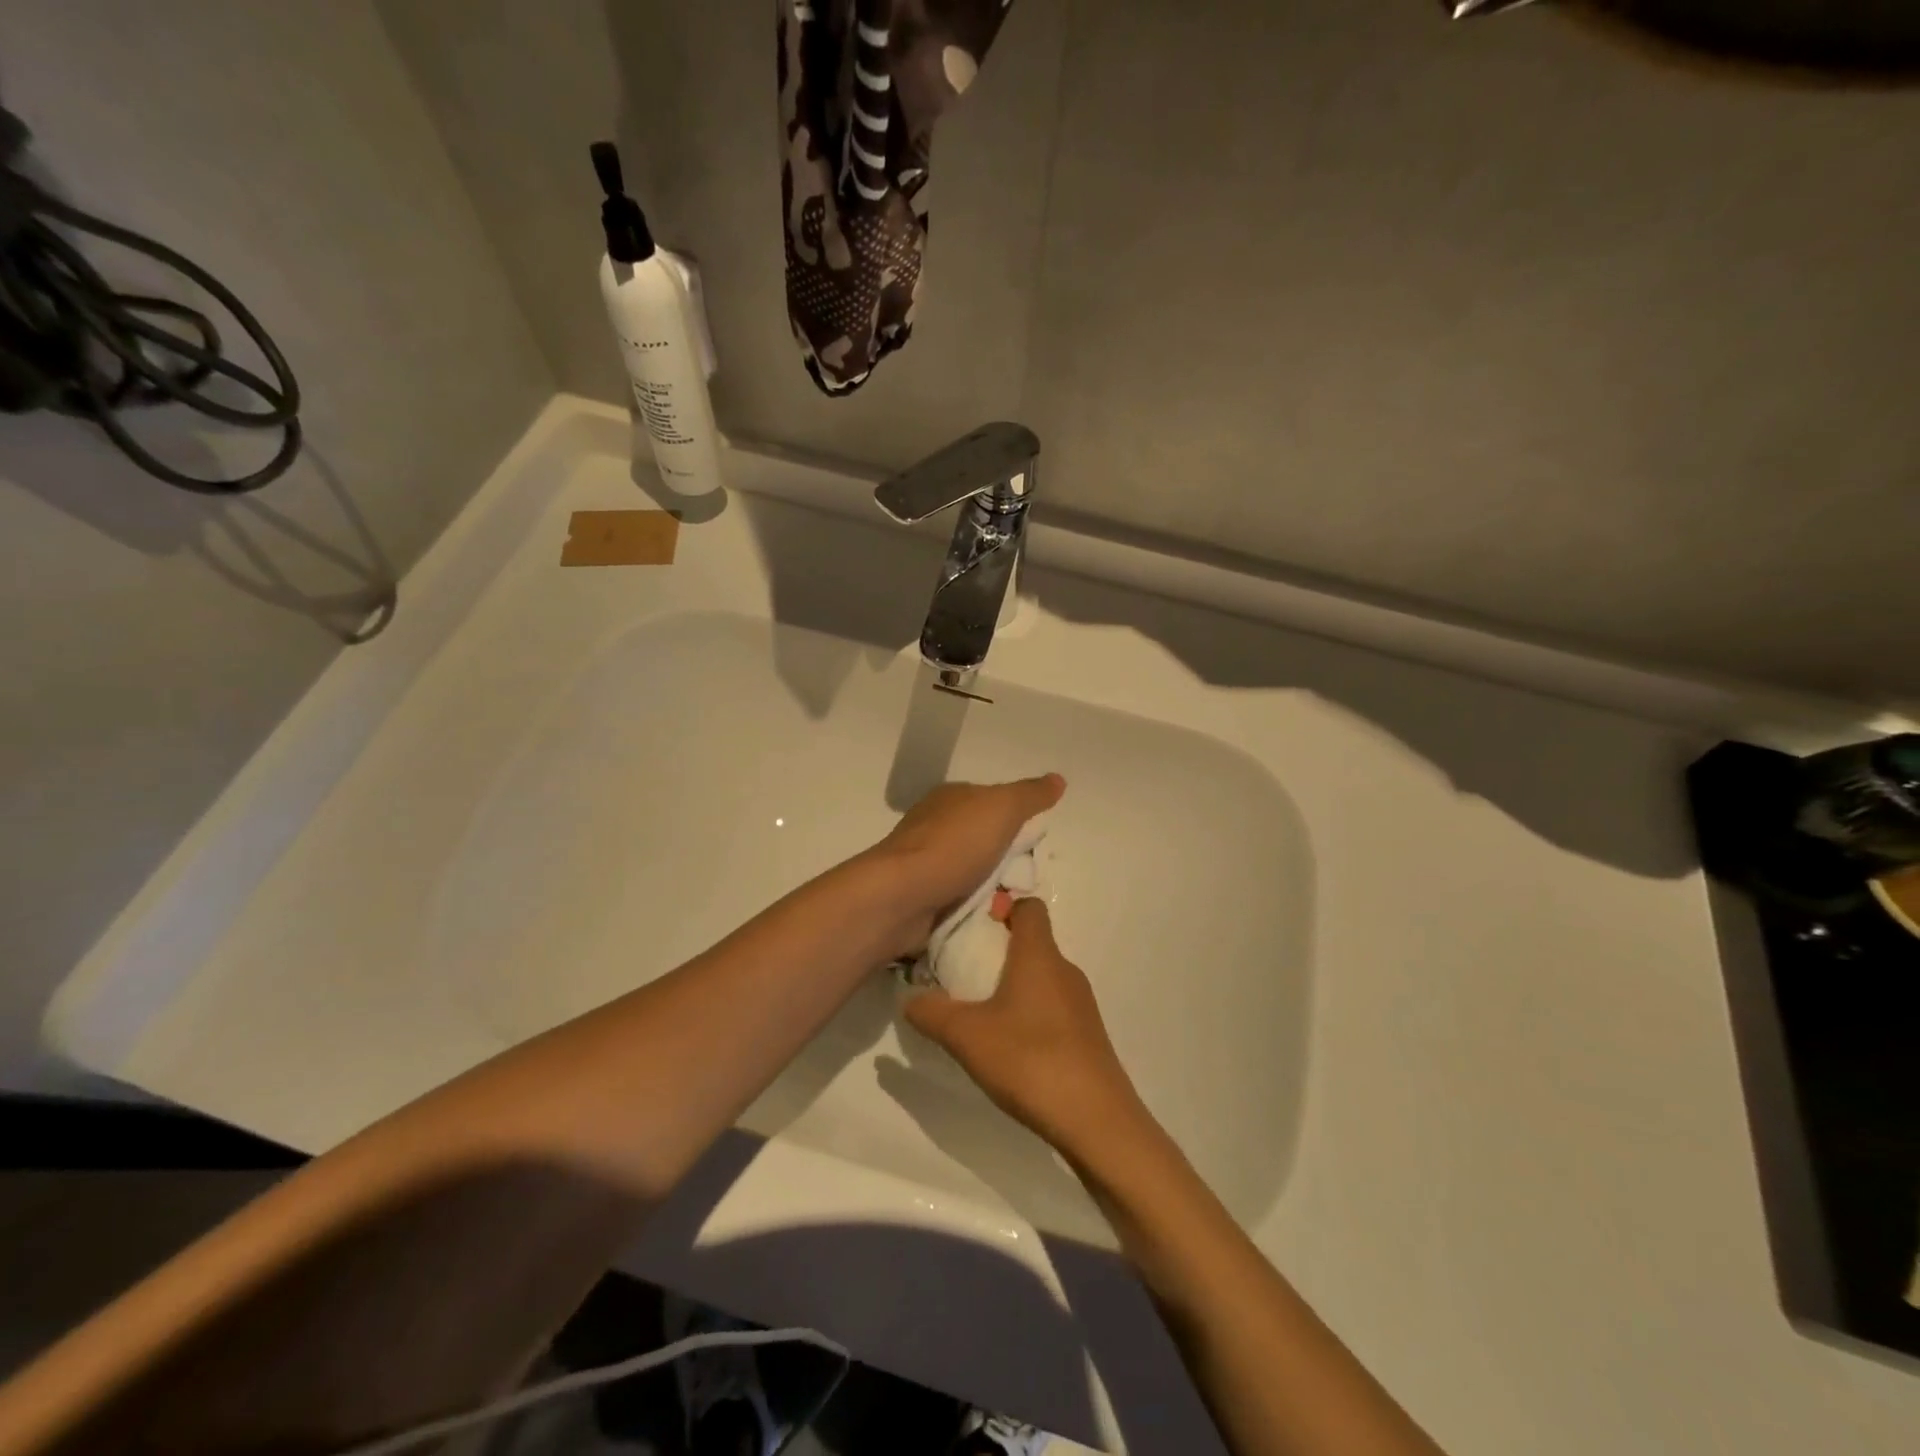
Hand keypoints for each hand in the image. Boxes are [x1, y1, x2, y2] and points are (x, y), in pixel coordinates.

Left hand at [871, 774, 1064, 953]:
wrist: (902, 896)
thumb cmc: (954, 845)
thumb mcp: (1002, 808)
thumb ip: (1030, 795)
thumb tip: (1058, 779)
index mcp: (951, 798)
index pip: (993, 804)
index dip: (1017, 822)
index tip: (1034, 845)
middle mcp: (936, 826)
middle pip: (986, 843)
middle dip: (1008, 863)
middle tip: (1025, 882)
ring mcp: (926, 864)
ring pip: (975, 875)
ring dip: (994, 892)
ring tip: (1009, 906)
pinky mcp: (922, 898)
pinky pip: (960, 903)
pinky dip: (976, 911)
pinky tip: (989, 921)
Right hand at [905, 898, 1144, 1159]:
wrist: (1096, 1120)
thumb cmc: (1030, 1060)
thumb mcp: (967, 1036)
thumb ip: (932, 1012)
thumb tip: (910, 998)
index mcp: (1039, 955)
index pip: (1029, 906)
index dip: (1002, 906)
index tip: (972, 924)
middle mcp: (1065, 970)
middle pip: (1033, 942)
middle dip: (998, 949)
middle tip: (962, 970)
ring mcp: (1081, 1004)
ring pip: (1042, 976)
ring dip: (1013, 984)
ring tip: (980, 1010)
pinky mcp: (1087, 1035)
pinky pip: (1053, 1006)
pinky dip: (1030, 1012)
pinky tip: (1009, 1045)